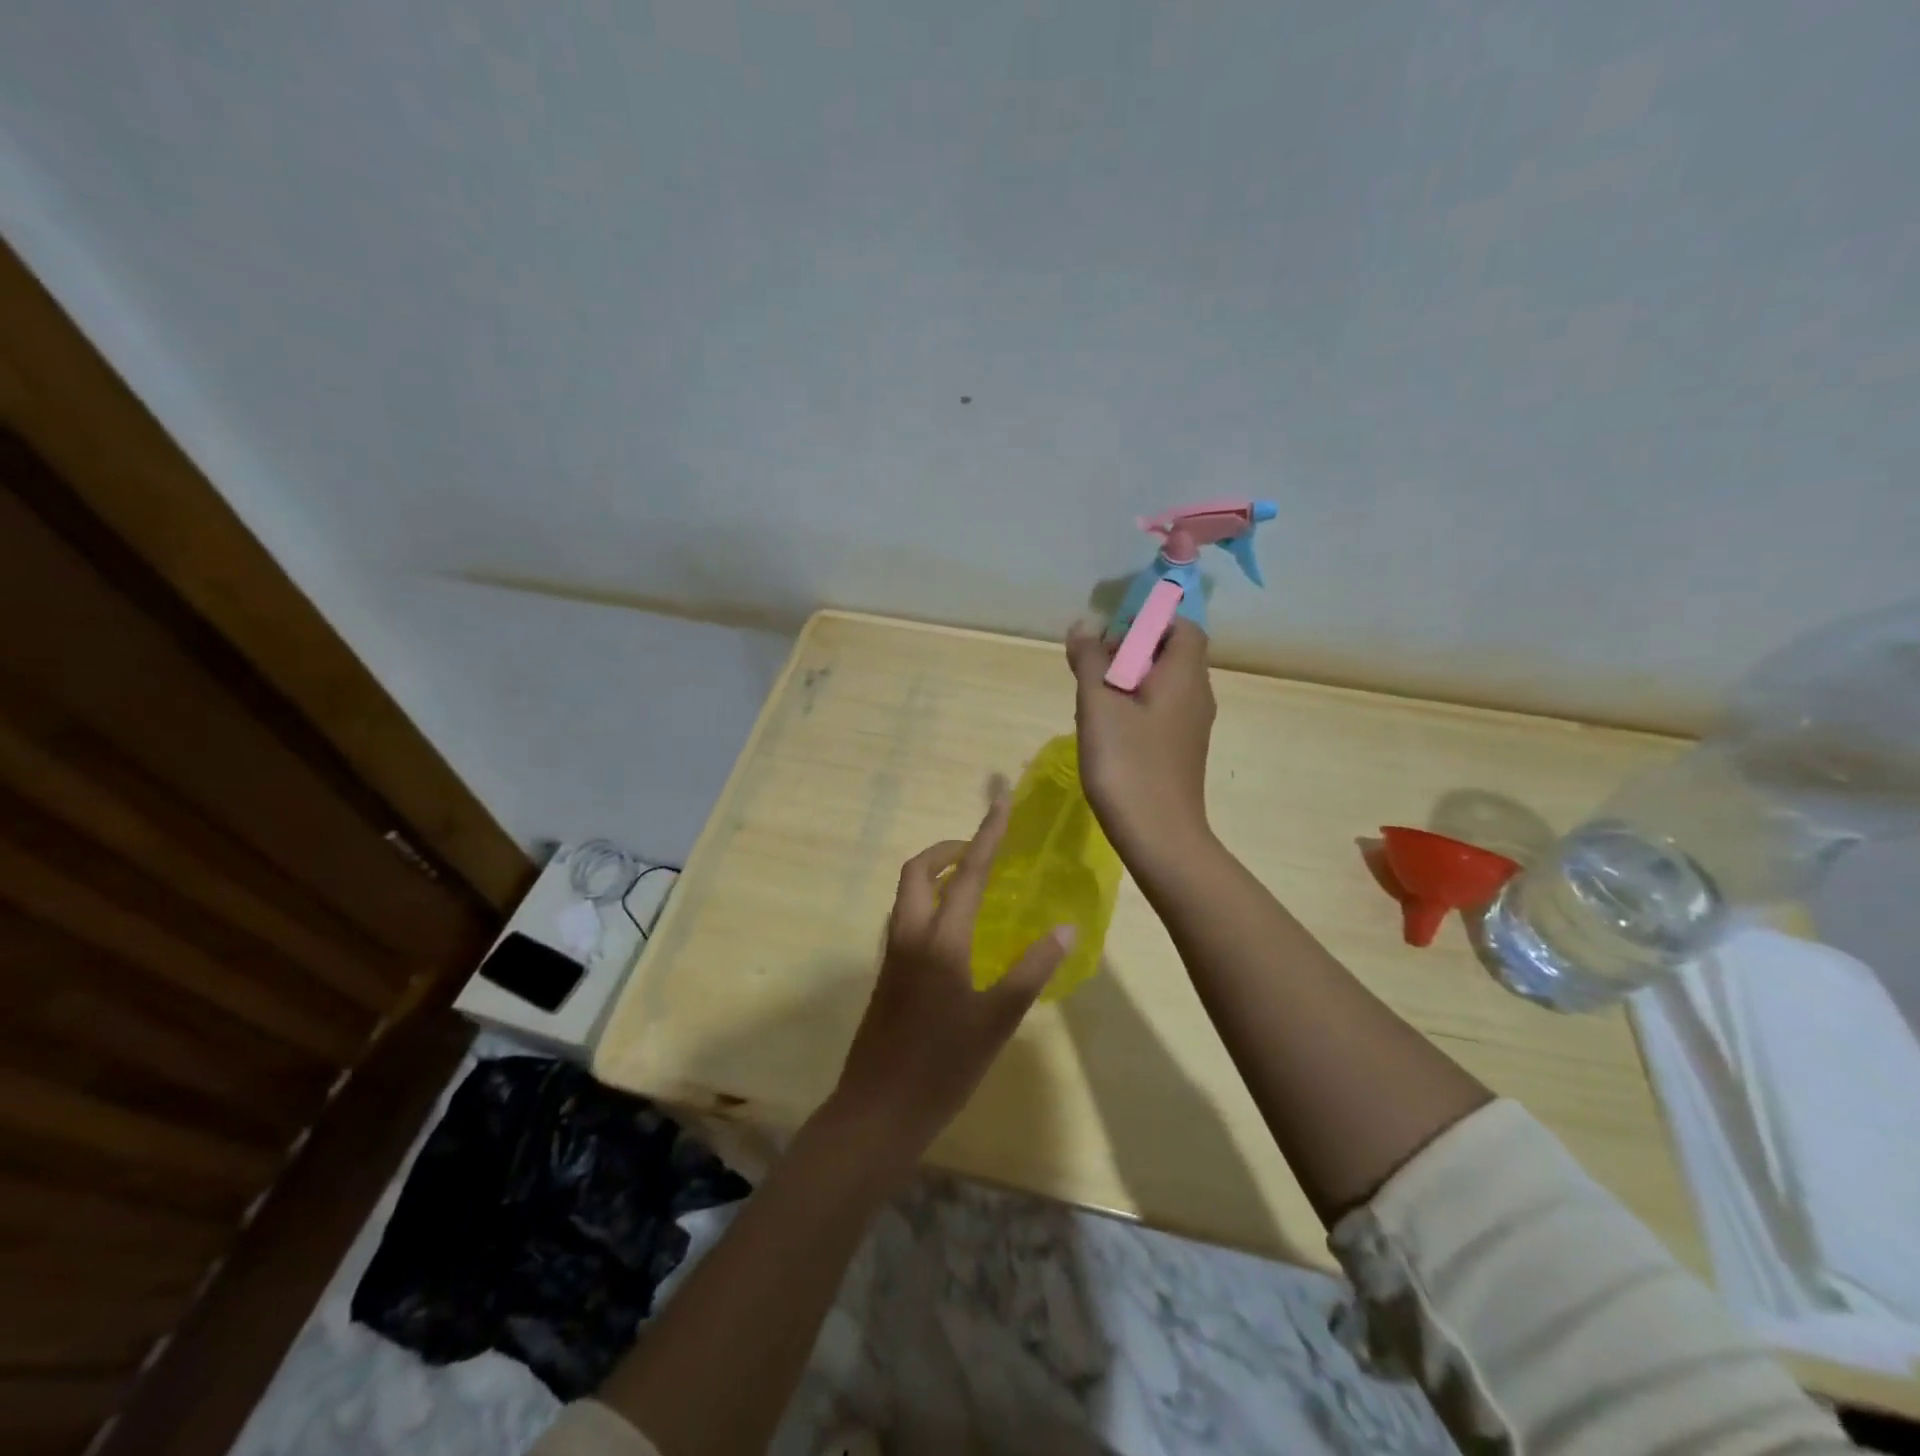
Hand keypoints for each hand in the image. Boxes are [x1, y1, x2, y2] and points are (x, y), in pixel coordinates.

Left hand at [829, 797, 1073, 1165]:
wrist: (879, 1109)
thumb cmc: (943, 1065)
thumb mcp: (998, 1019)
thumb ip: (1032, 969)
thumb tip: (1066, 927)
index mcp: (940, 939)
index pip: (969, 872)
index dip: (987, 833)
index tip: (1000, 801)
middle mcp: (910, 935)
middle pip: (920, 871)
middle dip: (947, 850)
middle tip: (980, 851)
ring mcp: (893, 954)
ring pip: (908, 894)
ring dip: (936, 876)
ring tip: (972, 884)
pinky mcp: (887, 973)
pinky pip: (907, 918)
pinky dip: (929, 903)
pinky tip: (955, 931)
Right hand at [1066, 617, 1216, 871]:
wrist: (1159, 836)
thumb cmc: (1128, 764)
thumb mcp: (1098, 706)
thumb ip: (1089, 660)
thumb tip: (1084, 625)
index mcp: (1184, 676)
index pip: (1182, 627)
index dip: (1148, 622)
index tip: (1110, 636)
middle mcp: (1196, 695)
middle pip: (1170, 654)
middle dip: (1130, 651)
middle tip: (1092, 668)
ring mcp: (1191, 726)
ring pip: (1162, 685)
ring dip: (1128, 681)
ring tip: (1092, 701)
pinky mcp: (1181, 750)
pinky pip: (1160, 711)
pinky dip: (1135, 708)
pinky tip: (1107, 732)